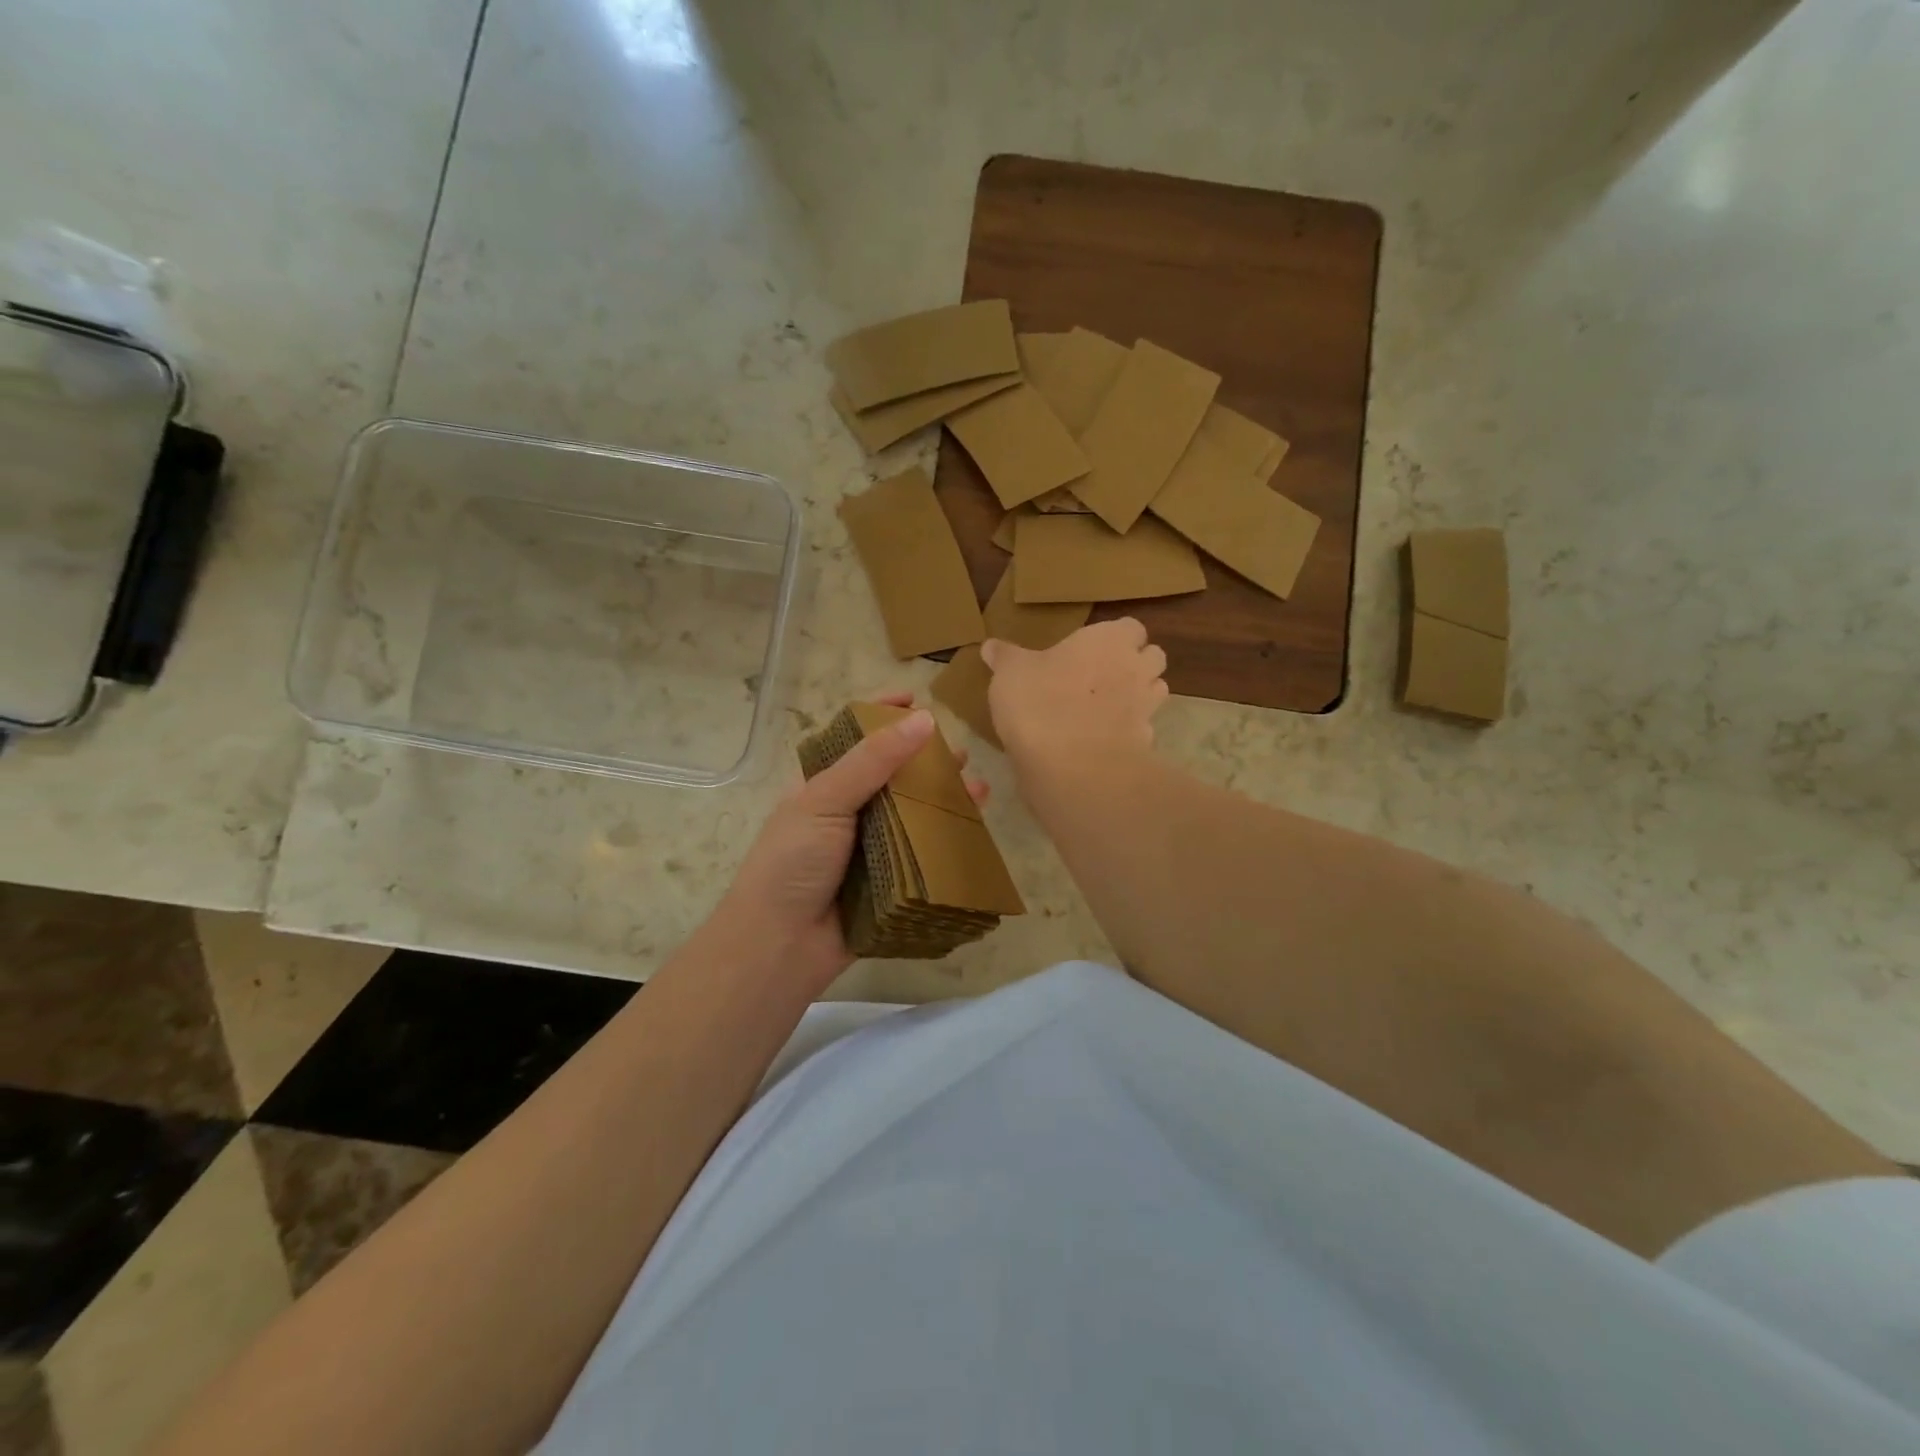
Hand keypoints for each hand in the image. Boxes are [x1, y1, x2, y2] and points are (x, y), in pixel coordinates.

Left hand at [713, 694, 988, 993]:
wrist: (780, 945)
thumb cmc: (792, 862)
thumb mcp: (824, 800)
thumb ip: (872, 761)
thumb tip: (923, 719)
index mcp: (822, 785)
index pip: (854, 737)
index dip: (882, 713)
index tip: (915, 697)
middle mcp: (847, 812)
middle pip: (893, 775)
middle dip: (926, 760)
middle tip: (960, 752)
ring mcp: (869, 848)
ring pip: (914, 814)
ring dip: (944, 798)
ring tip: (977, 786)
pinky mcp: (889, 881)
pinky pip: (923, 853)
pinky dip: (948, 839)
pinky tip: (974, 828)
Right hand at [981, 618, 1167, 773]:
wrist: (1072, 766)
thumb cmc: (1040, 702)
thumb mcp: (1010, 673)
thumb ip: (1004, 657)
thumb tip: (990, 646)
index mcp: (1109, 640)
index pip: (1131, 628)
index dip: (1115, 637)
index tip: (1092, 649)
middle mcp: (1135, 668)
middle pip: (1153, 657)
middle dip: (1135, 664)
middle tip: (1102, 676)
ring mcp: (1146, 707)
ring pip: (1155, 692)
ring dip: (1138, 696)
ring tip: (1106, 707)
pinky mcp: (1145, 743)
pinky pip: (1142, 730)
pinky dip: (1129, 733)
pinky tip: (1103, 741)